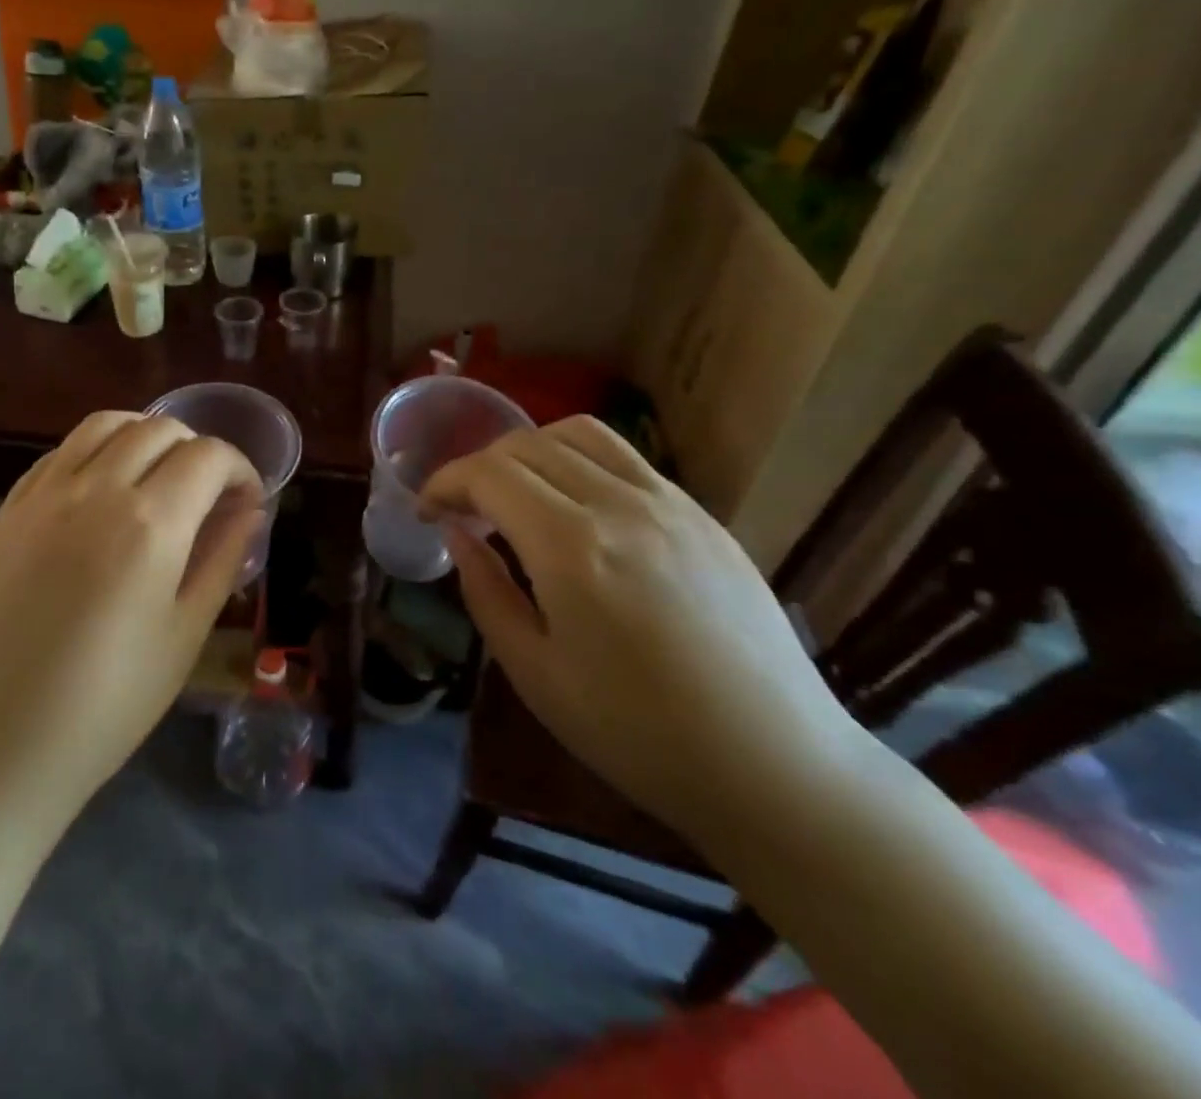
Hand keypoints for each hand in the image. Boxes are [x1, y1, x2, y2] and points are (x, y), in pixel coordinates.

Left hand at [0, 411, 262, 817]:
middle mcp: (96, 489)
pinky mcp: (8, 509)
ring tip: (156, 477)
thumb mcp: (184, 635)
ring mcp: (44, 494)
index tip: (247, 499)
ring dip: (144, 436)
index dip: (240, 468)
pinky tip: (101, 492)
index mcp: (150, 523)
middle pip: (159, 428)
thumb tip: (250, 511)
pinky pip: (61, 452)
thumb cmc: (105, 705)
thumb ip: (223, 559)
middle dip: (197, 449)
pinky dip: (96, 452)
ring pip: (105, 424)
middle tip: (207, 493)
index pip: (209, 456)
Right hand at [420, 415, 860, 843]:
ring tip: (516, 492)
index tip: (426, 511)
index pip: (488, 474)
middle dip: (478, 466)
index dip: (445, 482)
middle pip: (527, 445)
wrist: (773, 765)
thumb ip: (485, 591)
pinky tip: (575, 506)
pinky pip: (625, 458)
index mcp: (571, 548)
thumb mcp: (534, 673)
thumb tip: (457, 534)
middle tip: (462, 509)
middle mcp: (619, 505)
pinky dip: (579, 460)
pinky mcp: (701, 514)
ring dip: (529, 450)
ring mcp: (668, 503)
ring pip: (578, 434)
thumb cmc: (637, 733)